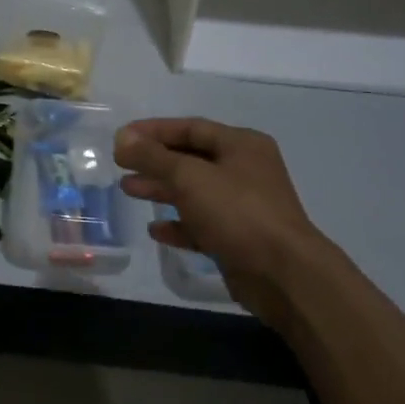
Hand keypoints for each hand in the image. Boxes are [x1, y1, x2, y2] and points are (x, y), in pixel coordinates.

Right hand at [114, 118, 323, 330]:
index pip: (191, 128)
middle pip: (191, 159)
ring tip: (127, 190)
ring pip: (195, 192)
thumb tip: (122, 138)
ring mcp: (244, 206)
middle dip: (155, 161)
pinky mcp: (239, 239)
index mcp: (241, 145)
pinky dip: (179, 224)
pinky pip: (202, 224)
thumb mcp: (189, 177)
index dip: (154, 131)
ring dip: (162, 190)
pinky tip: (155, 229)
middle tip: (121, 165)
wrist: (283, 275)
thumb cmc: (237, 212)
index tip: (122, 138)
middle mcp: (245, 170)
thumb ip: (153, 157)